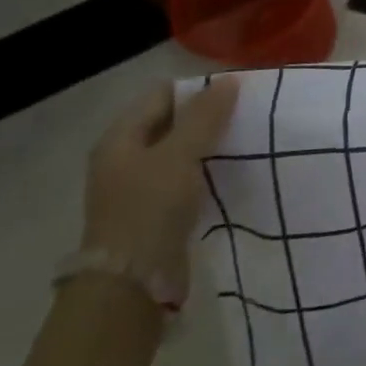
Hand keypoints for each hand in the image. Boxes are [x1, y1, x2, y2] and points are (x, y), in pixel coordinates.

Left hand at [82, 77, 238, 295]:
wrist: (131, 285)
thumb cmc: (150, 209)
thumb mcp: (180, 155)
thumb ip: (205, 116)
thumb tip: (229, 80)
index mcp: (120, 138)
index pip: (162, 95)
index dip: (197, 88)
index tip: (236, 91)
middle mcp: (124, 158)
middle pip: (170, 122)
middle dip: (206, 116)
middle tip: (246, 114)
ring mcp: (137, 188)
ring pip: (179, 152)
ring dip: (208, 145)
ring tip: (244, 141)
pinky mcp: (154, 213)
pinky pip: (184, 179)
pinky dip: (205, 171)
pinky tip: (230, 173)